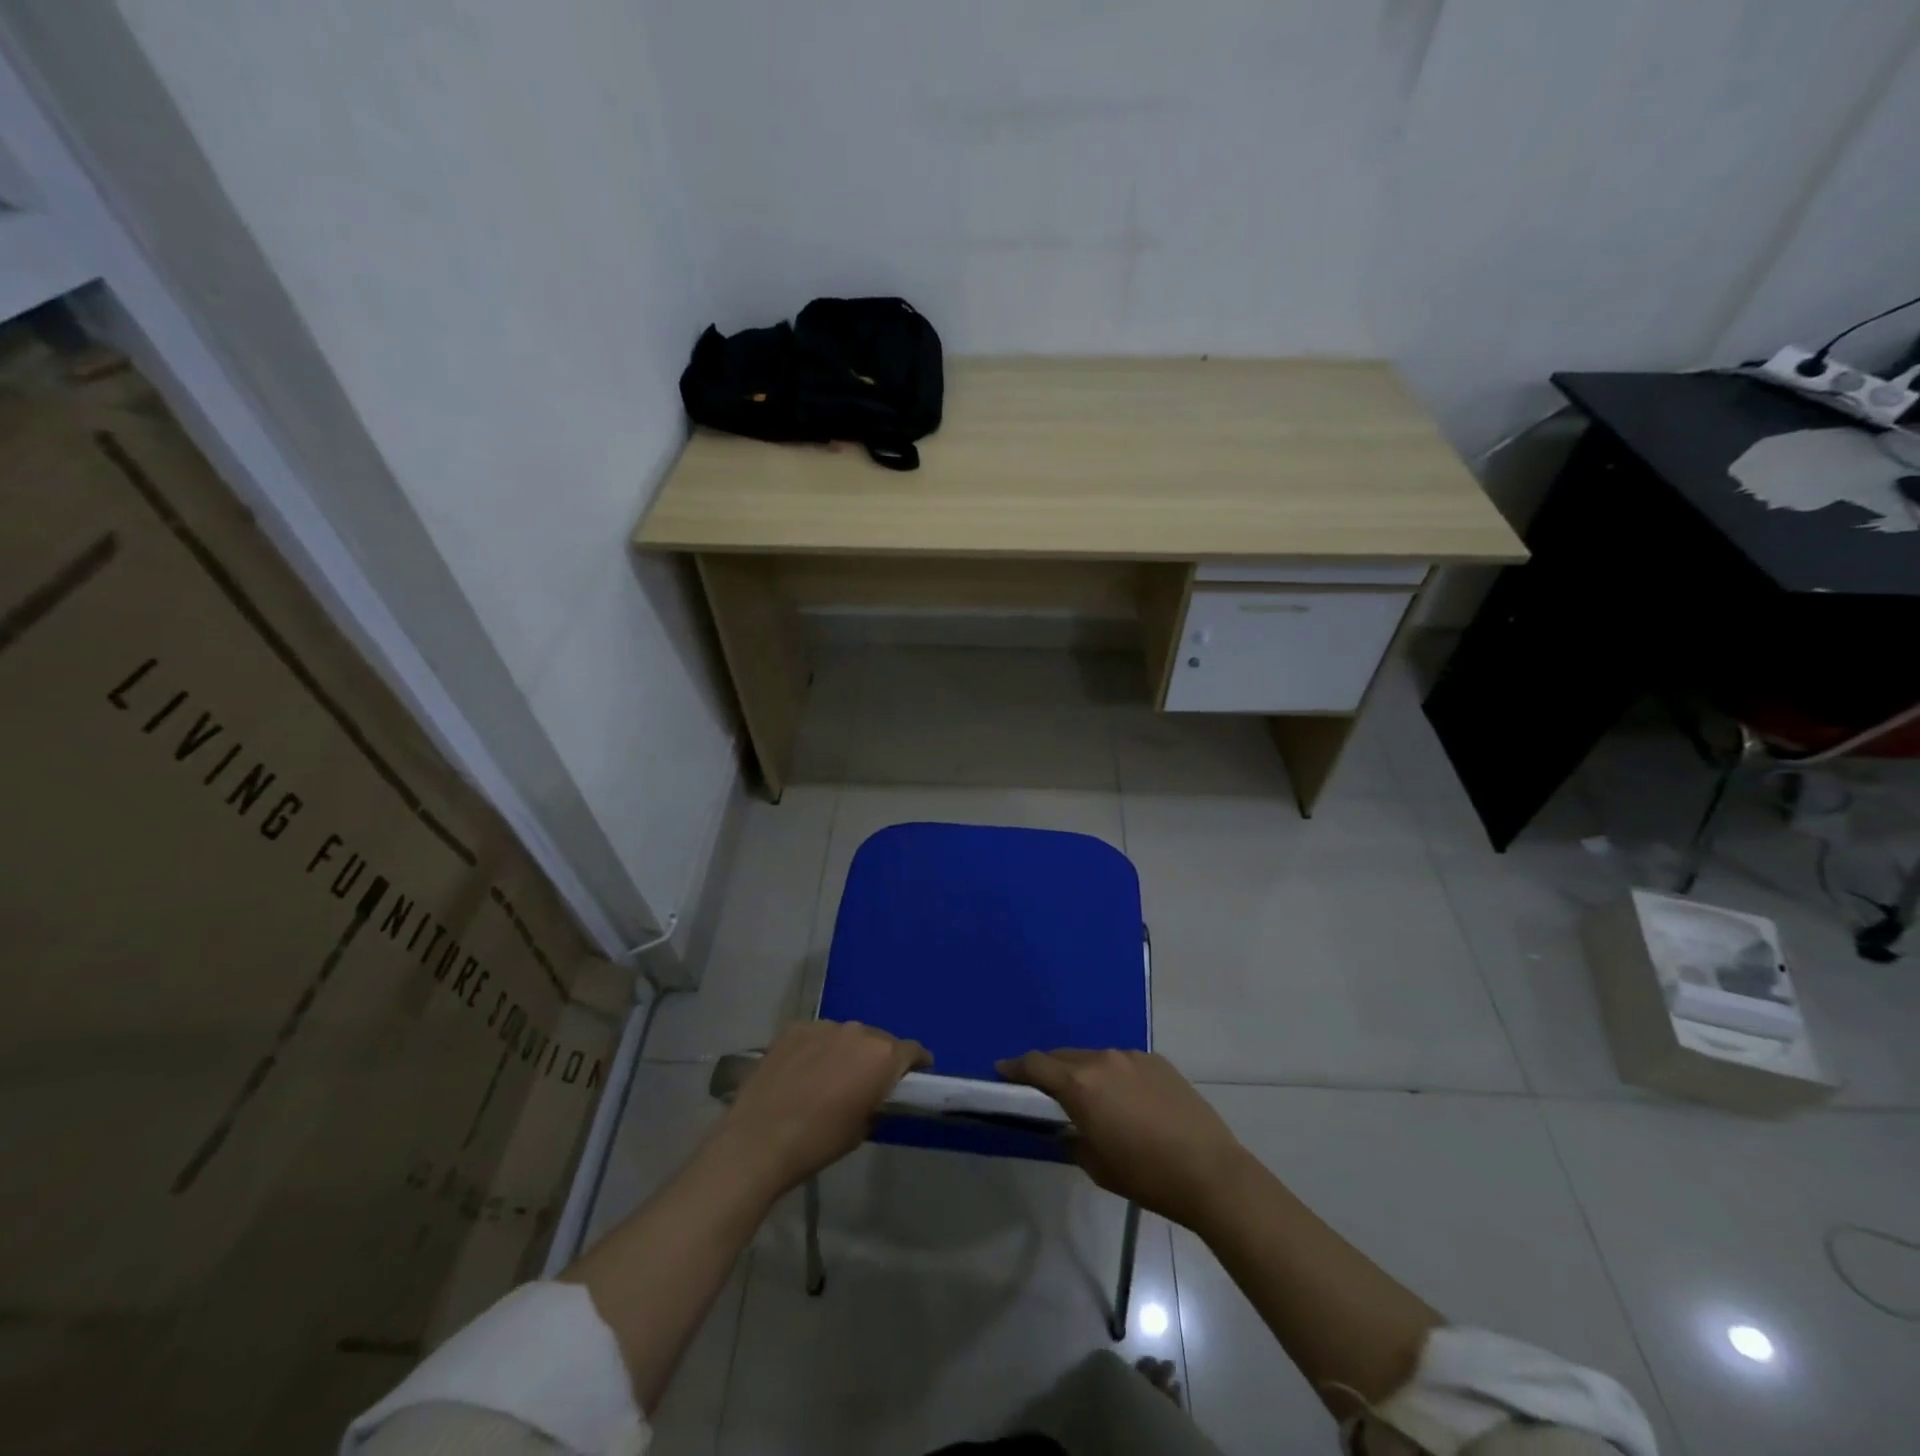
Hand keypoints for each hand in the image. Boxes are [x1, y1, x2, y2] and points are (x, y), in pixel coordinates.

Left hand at [711, 1020, 929, 1197]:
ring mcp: (824, 1026)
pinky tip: (803, 1072)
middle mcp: (858, 1031)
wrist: (760, 1140)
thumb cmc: (819, 1142)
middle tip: (866, 1082)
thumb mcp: (862, 1128)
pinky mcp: (795, 1028)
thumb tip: (876, 1092)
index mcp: (882, 1056)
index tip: (914, 1076)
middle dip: (877, 1058)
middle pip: (878, 1040)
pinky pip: (817, 1036)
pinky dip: (817, 1049)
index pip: (912, 1051)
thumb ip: (878, 1100)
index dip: (916, 1064)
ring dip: (846, 1051)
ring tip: (830, 1077)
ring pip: (846, 1036)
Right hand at [997, 1049, 1250, 1229]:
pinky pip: (1123, 1063)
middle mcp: (1102, 1060)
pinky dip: (1115, 1076)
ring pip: (1095, 1058)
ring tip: (1091, 1099)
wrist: (1209, 1172)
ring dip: (1084, 1072)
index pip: (1036, 1065)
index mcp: (1080, 1084)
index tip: (1002, 1071)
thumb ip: (1073, 1139)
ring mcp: (1132, 1056)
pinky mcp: (1157, 1061)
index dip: (1015, 1067)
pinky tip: (1128, 1101)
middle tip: (1043, 1090)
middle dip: (1049, 1070)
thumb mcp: (1097, 1166)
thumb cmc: (1146, 1175)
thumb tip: (1067, 1128)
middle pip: (1063, 1057)